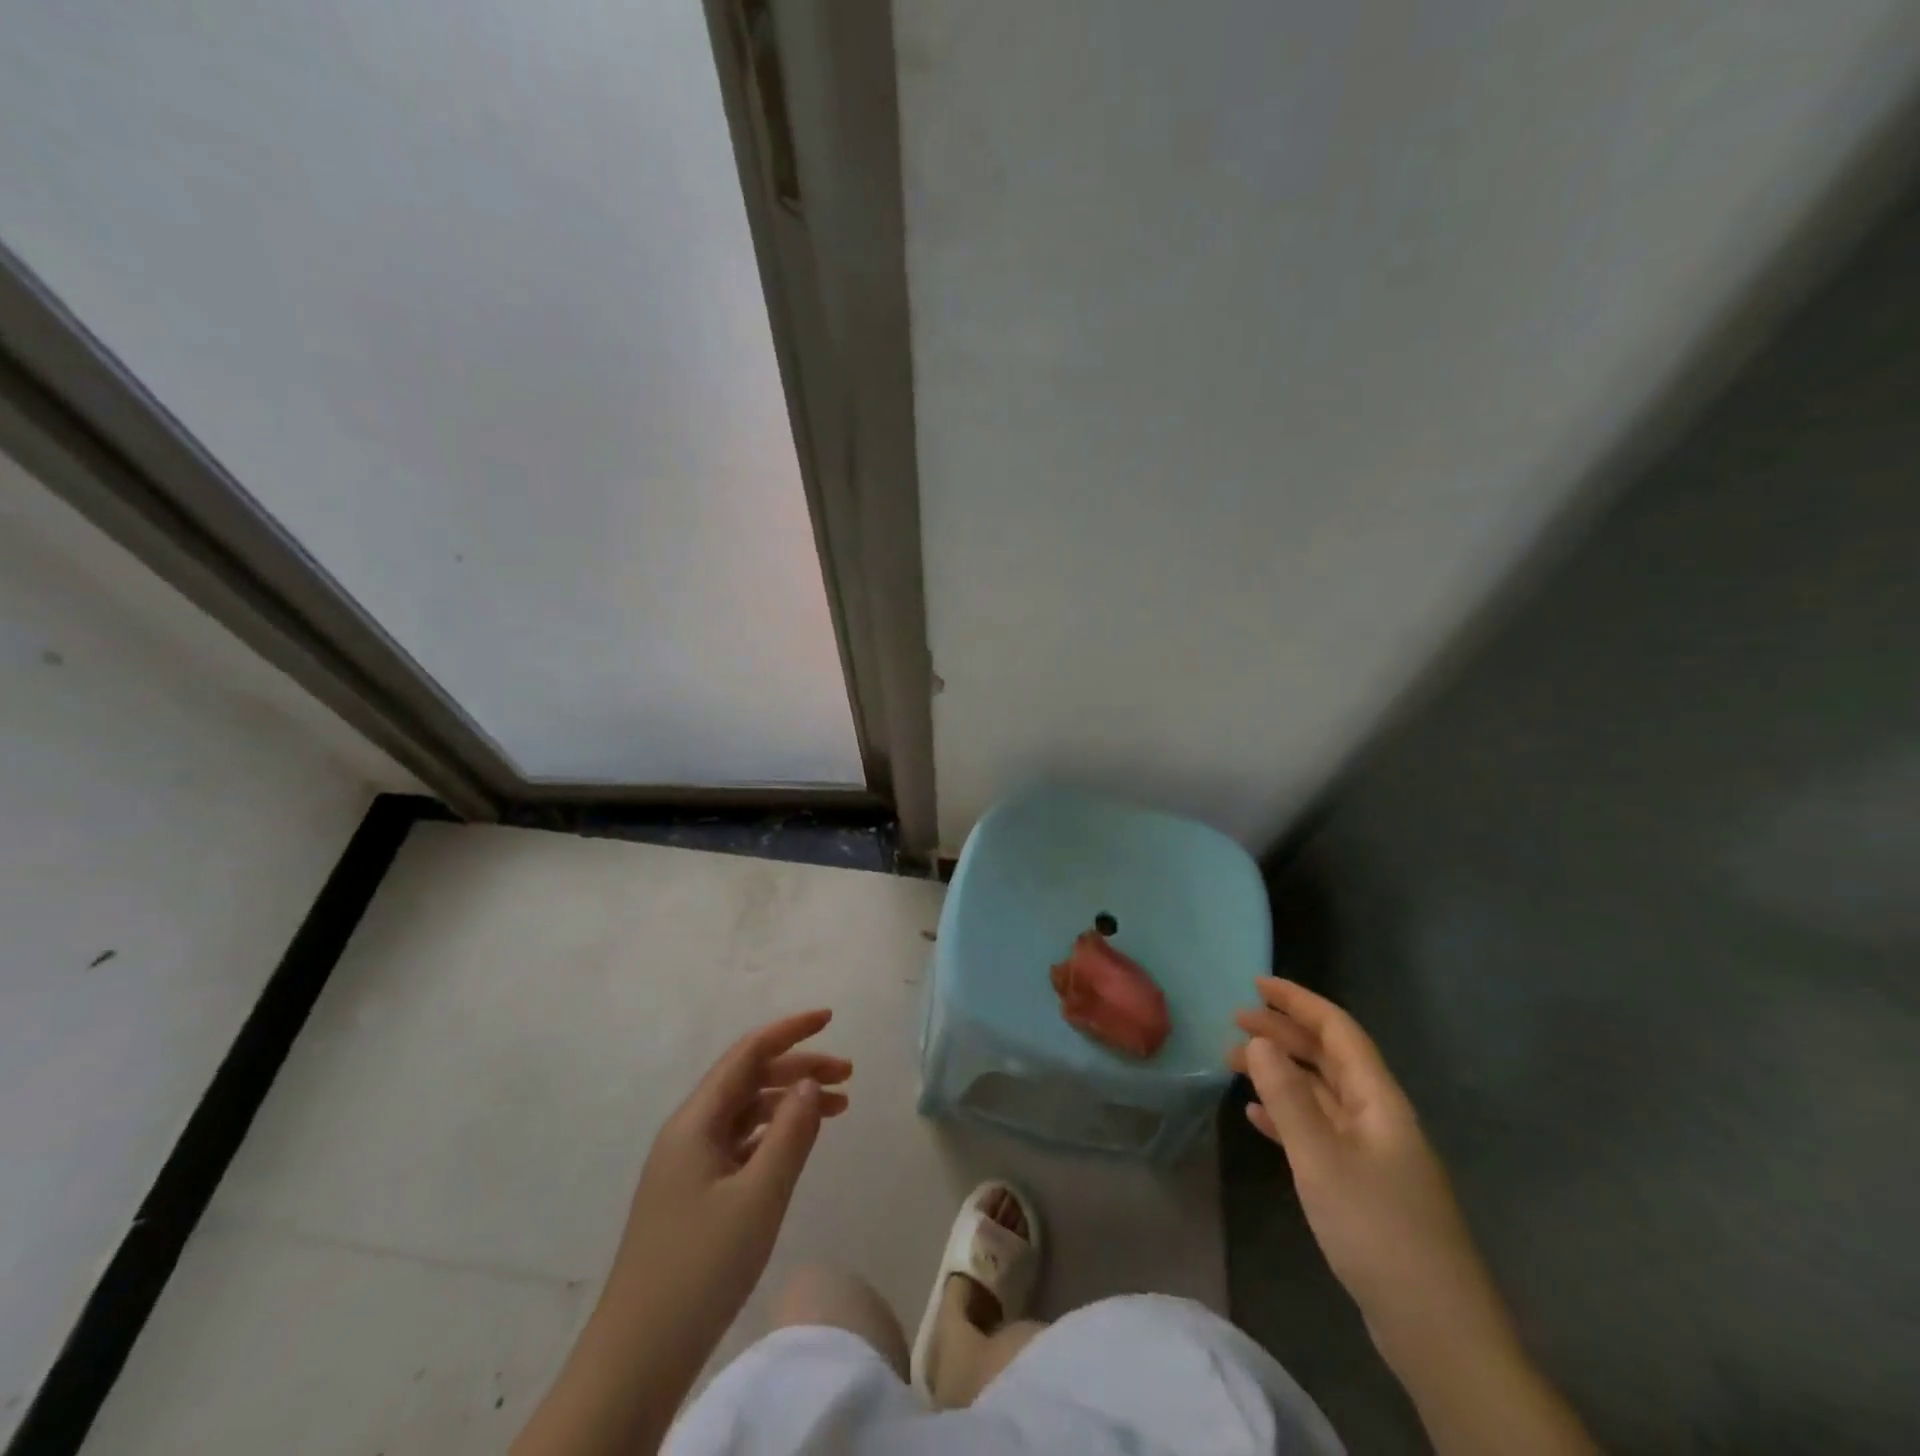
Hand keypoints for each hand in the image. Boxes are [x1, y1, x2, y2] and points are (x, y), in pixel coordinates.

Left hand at [610, 1009, 850, 1336]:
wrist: (636, 1359)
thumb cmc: (700, 1269)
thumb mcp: (758, 1197)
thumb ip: (790, 1133)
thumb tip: (810, 1083)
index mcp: (695, 1121)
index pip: (747, 1054)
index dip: (790, 1030)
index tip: (831, 1019)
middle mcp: (689, 1132)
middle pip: (749, 1079)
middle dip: (799, 1068)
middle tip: (848, 1076)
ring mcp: (689, 1165)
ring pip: (746, 1112)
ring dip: (789, 1101)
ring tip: (837, 1108)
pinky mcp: (694, 1195)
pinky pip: (741, 1144)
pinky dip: (774, 1134)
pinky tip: (798, 1144)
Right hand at [1229, 981, 1599, 1454]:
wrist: (1437, 1330)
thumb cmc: (1379, 1231)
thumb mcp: (1322, 1159)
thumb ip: (1288, 1097)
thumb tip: (1259, 1041)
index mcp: (1378, 1100)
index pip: (1338, 1031)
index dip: (1299, 1002)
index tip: (1257, 984)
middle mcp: (1378, 1116)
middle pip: (1327, 1057)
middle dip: (1283, 1033)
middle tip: (1234, 1020)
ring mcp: (1372, 1152)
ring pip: (1320, 1093)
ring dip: (1280, 1072)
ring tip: (1233, 1063)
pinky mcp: (1363, 1185)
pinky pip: (1319, 1130)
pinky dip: (1287, 1115)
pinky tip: (1257, 1117)